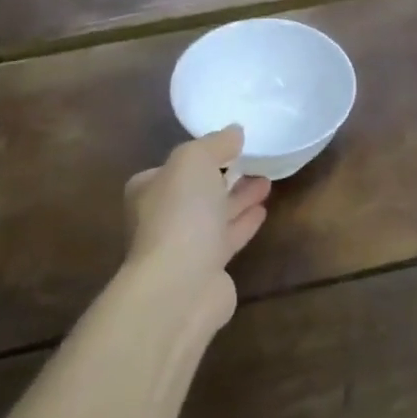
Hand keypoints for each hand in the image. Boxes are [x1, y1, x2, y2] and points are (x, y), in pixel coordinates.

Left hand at [123, 126, 270, 329]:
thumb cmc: (180, 215)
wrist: (180, 286)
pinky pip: (228, 238)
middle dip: (225, 176)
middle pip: (198, 191)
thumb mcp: (194, 161)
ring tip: (268, 181)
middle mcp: (161, 218)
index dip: (202, 156)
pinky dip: (244, 222)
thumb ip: (215, 143)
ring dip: (239, 198)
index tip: (231, 147)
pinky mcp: (206, 270)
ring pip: (215, 215)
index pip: (175, 167)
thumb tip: (234, 132)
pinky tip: (263, 211)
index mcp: (148, 190)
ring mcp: (183, 246)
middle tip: (256, 162)